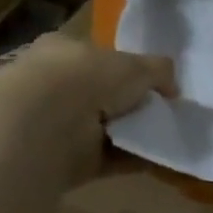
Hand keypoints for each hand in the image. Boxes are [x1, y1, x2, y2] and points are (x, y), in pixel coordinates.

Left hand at [0, 33, 177, 184]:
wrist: (40, 127)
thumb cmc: (86, 79)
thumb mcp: (136, 64)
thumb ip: (158, 71)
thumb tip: (172, 87)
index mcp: (62, 51)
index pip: (96, 57)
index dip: (125, 69)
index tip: (151, 84)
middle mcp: (52, 86)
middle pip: (98, 95)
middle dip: (127, 105)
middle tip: (160, 113)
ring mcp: (52, 125)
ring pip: (101, 128)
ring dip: (129, 134)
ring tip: (163, 138)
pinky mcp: (60, 160)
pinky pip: (105, 158)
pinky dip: (130, 160)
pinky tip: (156, 160)